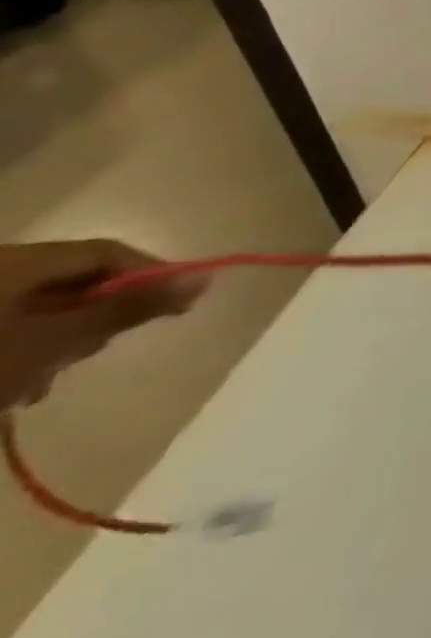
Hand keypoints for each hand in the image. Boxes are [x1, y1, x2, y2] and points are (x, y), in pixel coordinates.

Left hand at [0, 241, 203, 409]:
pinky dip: (12, 351)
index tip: (179, 302)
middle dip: (91, 313)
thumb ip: (128, 307)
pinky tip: (7, 385)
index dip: (149, 273)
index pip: (108, 252)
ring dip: (50, 339)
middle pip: (67, 280)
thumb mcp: (53, 341)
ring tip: (42, 382)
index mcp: (21, 258)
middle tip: (99, 349)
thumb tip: (204, 277)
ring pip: (28, 308)